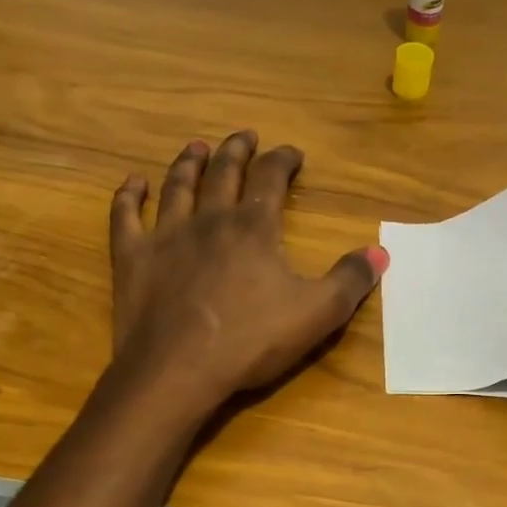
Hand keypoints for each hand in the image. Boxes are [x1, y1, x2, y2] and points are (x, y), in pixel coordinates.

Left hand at [108, 131, 385, 414]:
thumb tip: (380, 253)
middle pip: (223, 172)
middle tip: (244, 137)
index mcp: (254, 228)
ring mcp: (166, 236)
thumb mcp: (317, 314)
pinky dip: (129, 196)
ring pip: (177, 186)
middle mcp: (209, 220)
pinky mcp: (133, 259)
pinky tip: (133, 183)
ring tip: (195, 147)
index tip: (292, 154)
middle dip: (236, 151)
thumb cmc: (252, 341)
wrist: (179, 370)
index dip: (283, 160)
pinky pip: (126, 216)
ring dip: (188, 163)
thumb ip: (350, 281)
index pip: (271, 178)